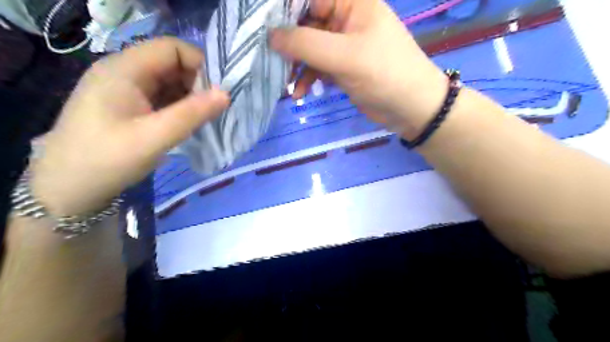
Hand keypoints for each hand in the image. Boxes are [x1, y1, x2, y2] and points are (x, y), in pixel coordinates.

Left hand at [29, 38, 228, 215]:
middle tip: (212, 110)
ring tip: (204, 119)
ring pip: (169, 82)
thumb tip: (226, 94)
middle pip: (172, 64)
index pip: (171, 48)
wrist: (69, 188)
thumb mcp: (154, 137)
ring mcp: (126, 90)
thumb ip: (192, 114)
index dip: (199, 64)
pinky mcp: (130, 106)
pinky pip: (163, 97)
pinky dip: (180, 107)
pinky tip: (188, 123)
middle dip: (197, 83)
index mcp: (124, 69)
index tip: (217, 92)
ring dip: (190, 97)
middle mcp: (125, 73)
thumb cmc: (107, 159)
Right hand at [272, 0, 446, 138]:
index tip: (260, 31)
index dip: (283, 13)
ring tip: (285, 84)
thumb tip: (271, 35)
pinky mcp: (342, 66)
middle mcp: (345, 18)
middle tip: (270, 62)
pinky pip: (318, 67)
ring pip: (309, 48)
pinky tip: (300, 93)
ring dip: (296, 66)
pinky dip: (308, 79)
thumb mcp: (344, 56)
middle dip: (288, 45)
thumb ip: (306, 44)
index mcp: (350, 2)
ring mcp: (343, 44)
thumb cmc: (384, 74)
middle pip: (305, 24)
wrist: (411, 108)